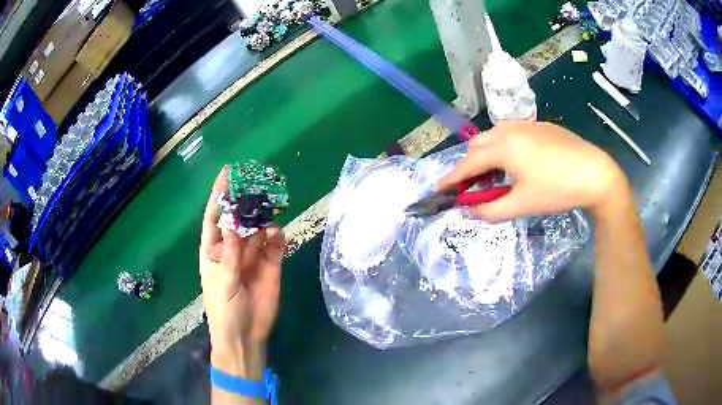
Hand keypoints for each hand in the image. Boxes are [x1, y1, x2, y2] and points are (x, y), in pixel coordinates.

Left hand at [200, 167, 285, 378]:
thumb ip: (229, 255)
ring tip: (270, 203)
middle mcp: (233, 249)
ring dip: (263, 218)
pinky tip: (278, 233)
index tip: (227, 174)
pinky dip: (278, 237)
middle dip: (245, 202)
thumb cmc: (224, 310)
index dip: (219, 196)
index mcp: (214, 251)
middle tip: (256, 183)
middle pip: (239, 219)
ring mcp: (252, 256)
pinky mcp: (271, 266)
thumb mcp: (222, 283)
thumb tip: (233, 224)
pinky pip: (275, 246)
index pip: (214, 217)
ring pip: (258, 230)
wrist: (246, 336)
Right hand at [437, 121, 628, 220]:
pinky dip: (504, 148)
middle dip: (469, 165)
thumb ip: (492, 210)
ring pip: (495, 137)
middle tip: (473, 188)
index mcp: (503, 147)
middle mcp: (510, 129)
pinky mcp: (541, 126)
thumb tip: (470, 211)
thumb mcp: (523, 204)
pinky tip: (519, 164)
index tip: (439, 190)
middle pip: (478, 145)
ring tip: (496, 177)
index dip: (452, 178)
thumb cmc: (558, 189)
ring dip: (487, 155)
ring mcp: (527, 125)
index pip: (468, 163)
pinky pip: (512, 134)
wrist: (595, 173)